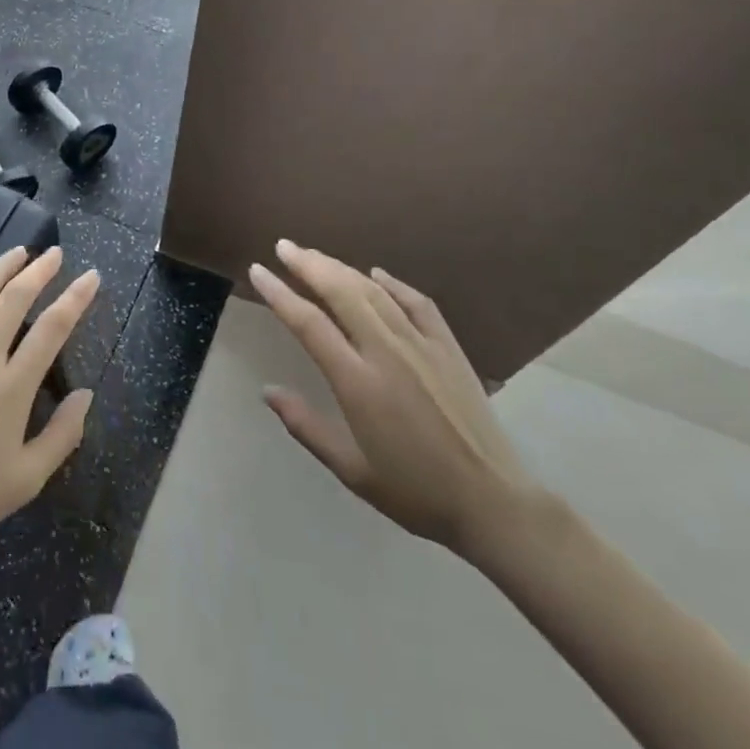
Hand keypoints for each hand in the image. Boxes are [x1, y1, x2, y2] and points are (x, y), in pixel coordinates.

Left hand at [0, 247, 98, 557]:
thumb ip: (64, 434)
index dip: (76, 297)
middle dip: (39, 271)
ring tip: (18, 252)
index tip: (90, 276)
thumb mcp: (28, 478)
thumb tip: (87, 394)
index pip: (53, 328)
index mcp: (12, 389)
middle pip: (14, 300)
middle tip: (54, 254)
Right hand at [250, 240, 538, 558]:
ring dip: (341, 268)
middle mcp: (387, 352)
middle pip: (341, 292)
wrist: (491, 501)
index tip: (258, 271)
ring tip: (315, 255)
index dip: (279, 293)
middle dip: (308, 264)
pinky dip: (393, 282)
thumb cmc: (415, 491)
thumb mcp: (351, 469)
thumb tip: (267, 391)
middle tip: (283, 246)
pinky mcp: (448, 347)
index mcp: (358, 382)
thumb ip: (306, 426)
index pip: (309, 324)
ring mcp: (421, 344)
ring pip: (374, 290)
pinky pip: (417, 302)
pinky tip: (376, 273)